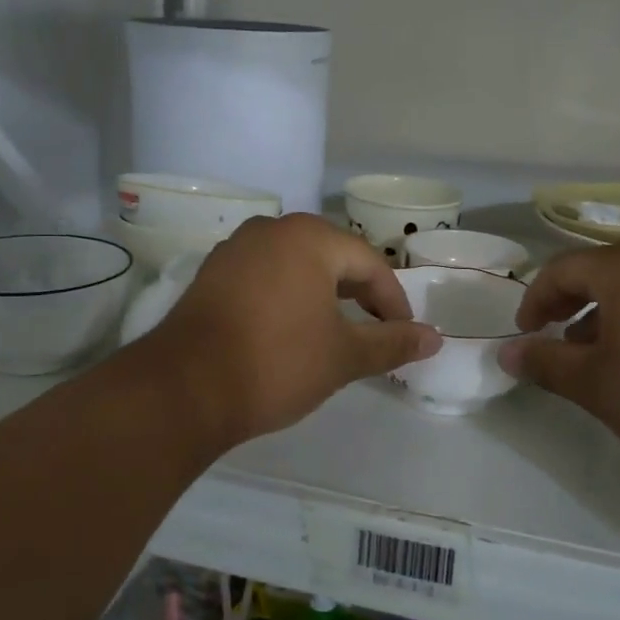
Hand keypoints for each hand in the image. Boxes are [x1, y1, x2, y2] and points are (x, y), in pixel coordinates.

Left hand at [142, 214, 441, 448]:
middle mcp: (272, 229)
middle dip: (359, 294)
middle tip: (375, 331)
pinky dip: (288, 295)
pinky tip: (289, 328)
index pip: (370, 265)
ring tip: (335, 331)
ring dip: (323, 294)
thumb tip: (436, 338)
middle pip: (333, 257)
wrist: (183, 390)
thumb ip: (392, 343)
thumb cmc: (276, 364)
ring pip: (297, 264)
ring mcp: (236, 248)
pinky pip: (266, 274)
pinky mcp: (212, 273)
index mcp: (310, 238)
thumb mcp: (343, 357)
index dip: (393, 302)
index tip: (403, 336)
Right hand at [499, 244, 619, 485]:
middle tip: (553, 338)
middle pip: (598, 270)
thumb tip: (507, 354)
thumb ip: (545, 363)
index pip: (561, 270)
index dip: (534, 300)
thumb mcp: (594, 385)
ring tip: (593, 354)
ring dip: (603, 311)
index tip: (525, 334)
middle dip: (568, 303)